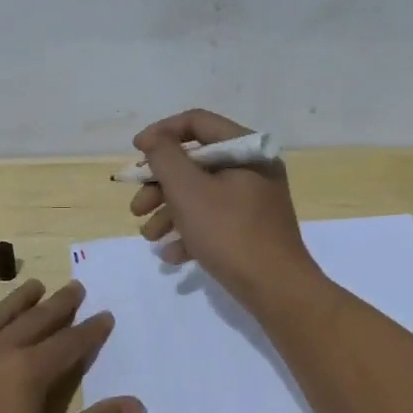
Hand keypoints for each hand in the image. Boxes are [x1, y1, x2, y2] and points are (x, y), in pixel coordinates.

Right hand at [129, 108, 320, 309]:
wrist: (277, 290)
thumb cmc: (230, 233)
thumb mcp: (189, 191)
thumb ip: (165, 158)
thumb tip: (154, 138)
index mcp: (246, 150)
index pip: (198, 123)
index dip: (162, 133)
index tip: (136, 151)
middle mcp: (253, 169)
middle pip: (196, 162)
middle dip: (160, 184)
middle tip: (137, 207)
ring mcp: (253, 201)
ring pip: (201, 195)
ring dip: (169, 212)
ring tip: (149, 236)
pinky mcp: (251, 230)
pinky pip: (214, 221)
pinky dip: (190, 233)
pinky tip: (172, 255)